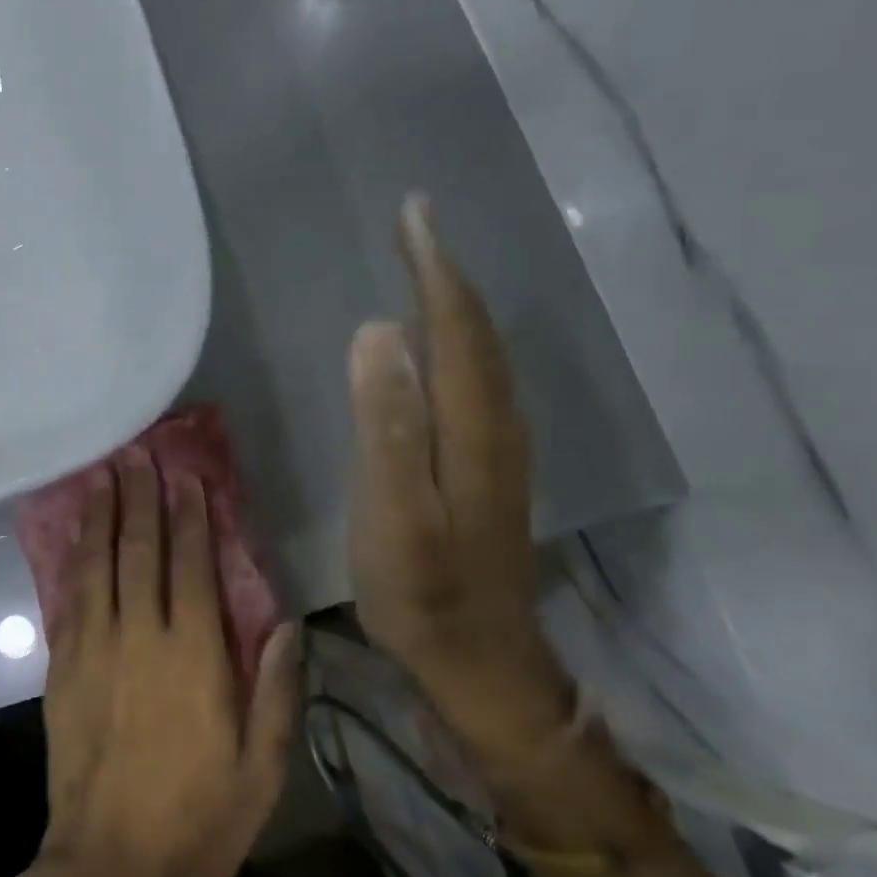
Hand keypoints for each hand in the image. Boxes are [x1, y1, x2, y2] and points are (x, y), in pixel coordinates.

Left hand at [39, 450, 298, 876]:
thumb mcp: (262, 767)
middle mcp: (141, 635)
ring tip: (104, 475)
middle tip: (138, 454)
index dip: (191, 517)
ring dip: (103, 515)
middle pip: (140, 550)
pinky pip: (71, 596)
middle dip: (142, 498)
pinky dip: (76, 558)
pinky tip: (77, 535)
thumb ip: (275, 689)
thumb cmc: (199, 819)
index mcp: (193, 655)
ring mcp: (94, 646)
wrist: (111, 867)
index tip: (188, 478)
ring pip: (98, 563)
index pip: (192, 565)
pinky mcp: (63, 665)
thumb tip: (286, 624)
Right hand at [348, 193, 574, 768]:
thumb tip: (378, 332)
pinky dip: (459, 341)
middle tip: (415, 224)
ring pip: (481, 354)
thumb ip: (387, 424)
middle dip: (446, 271)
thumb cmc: (424, 592)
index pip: (455, 326)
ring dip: (455, 302)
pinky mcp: (488, 466)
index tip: (414, 213)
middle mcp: (496, 424)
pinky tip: (438, 344)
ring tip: (426, 267)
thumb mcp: (394, 514)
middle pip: (475, 331)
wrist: (482, 663)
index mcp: (472, 426)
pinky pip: (476, 379)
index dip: (434, 267)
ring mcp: (498, 447)